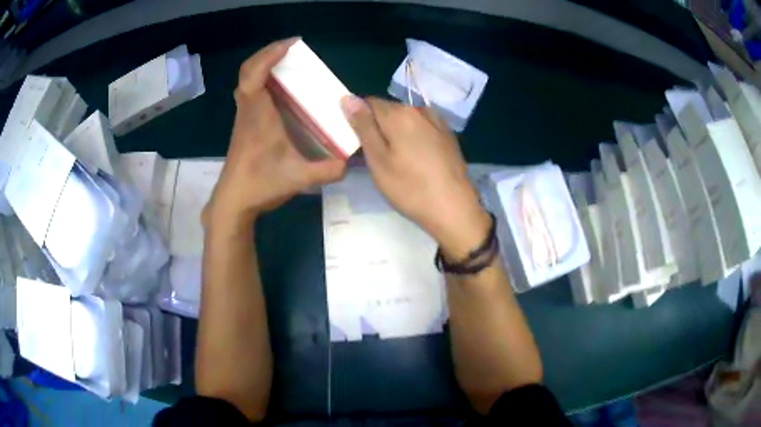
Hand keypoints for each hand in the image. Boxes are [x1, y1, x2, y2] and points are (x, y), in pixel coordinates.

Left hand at [205, 38, 345, 227]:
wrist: (233, 201)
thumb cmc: (260, 185)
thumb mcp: (298, 178)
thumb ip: (327, 170)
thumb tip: (350, 162)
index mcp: (258, 115)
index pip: (253, 74)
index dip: (269, 53)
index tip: (292, 43)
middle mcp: (248, 110)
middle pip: (248, 71)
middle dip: (269, 54)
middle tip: (293, 50)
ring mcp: (244, 117)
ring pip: (248, 81)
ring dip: (265, 67)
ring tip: (288, 64)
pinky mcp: (244, 124)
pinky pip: (250, 92)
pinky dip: (263, 81)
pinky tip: (281, 90)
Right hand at [341, 96, 489, 258]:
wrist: (455, 209)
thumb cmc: (410, 188)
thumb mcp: (378, 160)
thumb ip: (363, 126)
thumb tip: (348, 98)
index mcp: (399, 114)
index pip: (368, 102)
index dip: (358, 119)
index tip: (357, 141)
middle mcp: (419, 110)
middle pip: (389, 109)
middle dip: (378, 125)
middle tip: (375, 155)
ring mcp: (437, 121)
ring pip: (406, 118)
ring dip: (396, 131)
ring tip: (397, 159)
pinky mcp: (448, 135)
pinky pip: (423, 127)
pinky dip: (414, 136)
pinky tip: (417, 158)